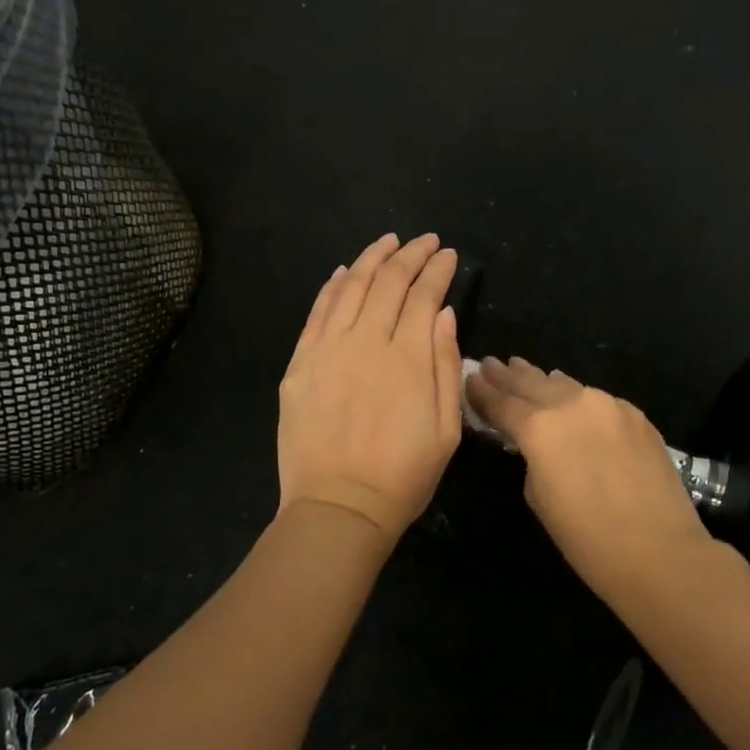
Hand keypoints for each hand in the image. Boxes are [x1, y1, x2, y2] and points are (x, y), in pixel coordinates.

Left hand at [278, 233, 463, 545]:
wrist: (338, 508)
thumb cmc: (403, 476)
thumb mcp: (447, 429)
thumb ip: (446, 366)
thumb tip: (444, 314)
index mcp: (408, 359)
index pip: (424, 296)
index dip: (438, 270)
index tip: (448, 255)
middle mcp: (367, 343)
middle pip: (389, 283)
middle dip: (410, 254)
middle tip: (425, 240)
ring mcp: (328, 350)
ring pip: (352, 288)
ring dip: (372, 259)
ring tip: (389, 241)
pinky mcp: (300, 364)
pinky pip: (318, 313)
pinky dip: (333, 286)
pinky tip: (345, 272)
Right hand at [466, 357, 707, 593]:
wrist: (658, 550)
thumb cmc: (586, 538)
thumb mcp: (538, 497)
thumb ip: (530, 458)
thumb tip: (534, 441)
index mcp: (539, 428)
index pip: (501, 402)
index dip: (482, 392)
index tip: (470, 379)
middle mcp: (571, 404)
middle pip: (531, 384)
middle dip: (508, 376)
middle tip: (490, 364)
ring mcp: (607, 405)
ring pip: (566, 385)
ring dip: (541, 380)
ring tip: (523, 370)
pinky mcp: (635, 415)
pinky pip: (596, 399)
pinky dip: (577, 397)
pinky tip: (571, 396)